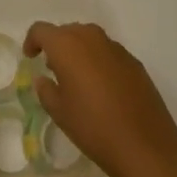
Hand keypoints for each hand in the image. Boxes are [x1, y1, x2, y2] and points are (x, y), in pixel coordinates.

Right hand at [24, 21, 176, 176]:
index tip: (30, 57)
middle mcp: (90, 37)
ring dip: (79, 52)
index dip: (32, 41)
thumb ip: (46, 90)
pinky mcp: (134, 62)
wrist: (146, 146)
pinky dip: (99, 62)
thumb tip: (44, 79)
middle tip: (53, 69)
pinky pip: (108, 53)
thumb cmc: (94, 127)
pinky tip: (103, 88)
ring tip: (78, 78)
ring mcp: (115, 48)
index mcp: (66, 45)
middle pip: (67, 31)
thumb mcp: (59, 112)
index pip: (41, 30)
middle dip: (57, 46)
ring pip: (89, 39)